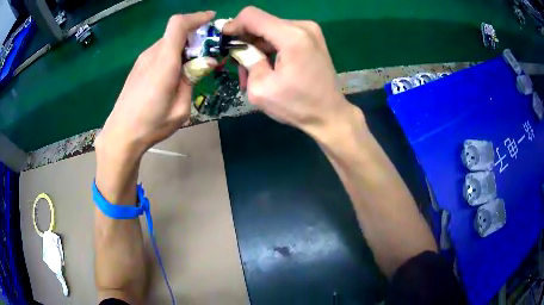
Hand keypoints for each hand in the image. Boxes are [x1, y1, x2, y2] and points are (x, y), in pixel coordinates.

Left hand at [96, 11, 215, 156]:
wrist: (120, 134)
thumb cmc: (151, 125)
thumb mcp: (180, 109)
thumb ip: (192, 80)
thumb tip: (205, 62)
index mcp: (164, 62)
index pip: (178, 24)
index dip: (196, 17)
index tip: (211, 19)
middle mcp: (152, 55)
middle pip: (175, 32)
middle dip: (194, 35)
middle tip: (207, 52)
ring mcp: (142, 60)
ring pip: (167, 42)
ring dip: (183, 46)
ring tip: (191, 66)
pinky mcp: (138, 67)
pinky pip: (159, 51)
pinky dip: (172, 54)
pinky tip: (174, 73)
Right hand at [223, 7, 360, 140]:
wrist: (329, 114)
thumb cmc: (297, 105)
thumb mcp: (261, 88)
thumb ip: (247, 61)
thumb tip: (239, 48)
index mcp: (292, 37)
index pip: (252, 15)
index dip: (234, 25)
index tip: (224, 41)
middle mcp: (303, 27)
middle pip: (261, 23)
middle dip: (245, 41)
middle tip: (238, 65)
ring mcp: (310, 31)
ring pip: (270, 30)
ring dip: (257, 48)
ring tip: (251, 73)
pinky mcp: (311, 38)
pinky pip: (282, 36)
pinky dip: (270, 49)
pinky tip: (266, 67)